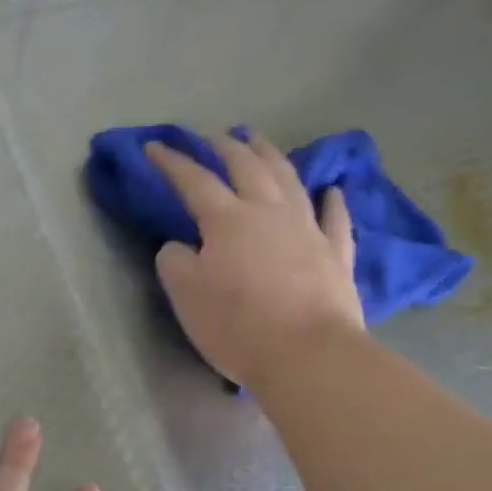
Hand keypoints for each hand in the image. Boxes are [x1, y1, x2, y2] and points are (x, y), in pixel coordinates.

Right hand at [147, 131, 365, 386]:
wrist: (307, 355)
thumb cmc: (237, 326)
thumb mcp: (186, 296)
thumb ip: (175, 262)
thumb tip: (180, 245)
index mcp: (228, 221)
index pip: (194, 181)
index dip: (172, 162)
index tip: (154, 146)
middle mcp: (269, 213)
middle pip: (247, 167)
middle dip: (227, 146)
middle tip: (214, 134)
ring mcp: (308, 230)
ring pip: (290, 181)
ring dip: (272, 156)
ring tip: (260, 141)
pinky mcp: (336, 255)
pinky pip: (335, 219)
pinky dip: (332, 201)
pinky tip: (332, 190)